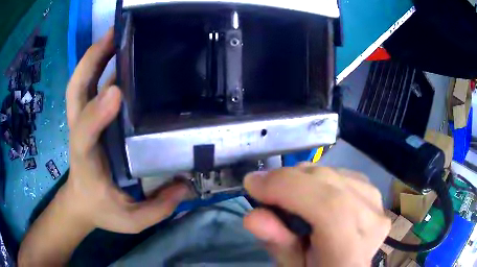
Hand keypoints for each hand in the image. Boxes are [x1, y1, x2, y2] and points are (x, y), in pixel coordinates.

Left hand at [62, 29, 189, 233]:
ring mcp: (82, 121)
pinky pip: (88, 86)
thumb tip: (185, 184)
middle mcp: (80, 134)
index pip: (84, 135)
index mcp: (86, 160)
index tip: (117, 91)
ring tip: (116, 33)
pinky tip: (116, 53)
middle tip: (115, 35)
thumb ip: (158, 208)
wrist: (81, 203)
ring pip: (80, 83)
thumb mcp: (131, 220)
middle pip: (76, 91)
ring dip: (94, 56)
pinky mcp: (87, 117)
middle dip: (91, 60)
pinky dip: (97, 65)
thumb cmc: (102, 210)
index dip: (96, 113)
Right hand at [243, 163, 390, 266]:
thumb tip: (253, 216)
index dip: (289, 189)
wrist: (347, 266)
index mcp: (350, 255)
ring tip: (287, 194)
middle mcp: (372, 224)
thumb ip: (278, 243)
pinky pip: (342, 174)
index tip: (253, 185)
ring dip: (303, 179)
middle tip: (264, 188)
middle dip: (289, 181)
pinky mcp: (374, 194)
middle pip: (331, 184)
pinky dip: (319, 179)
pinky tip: (312, 193)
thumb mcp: (291, 266)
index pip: (330, 209)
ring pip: (335, 174)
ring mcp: (377, 205)